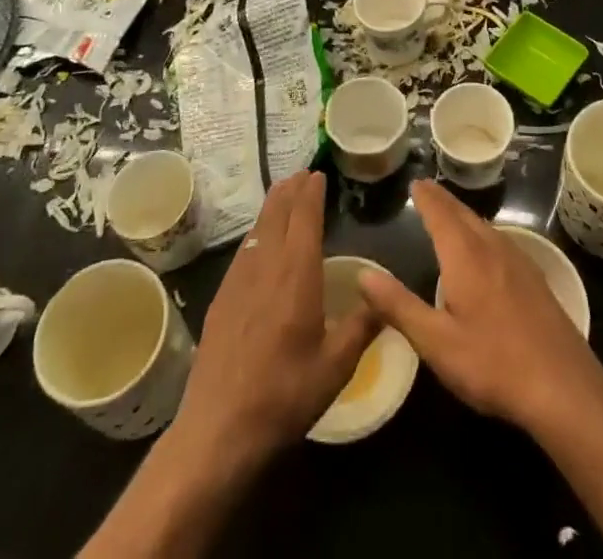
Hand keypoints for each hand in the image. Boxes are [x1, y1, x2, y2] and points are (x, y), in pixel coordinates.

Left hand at [170, 171, 377, 468]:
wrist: (218, 428)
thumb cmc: (284, 395)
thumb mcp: (336, 366)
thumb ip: (362, 326)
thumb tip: (384, 294)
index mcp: (296, 274)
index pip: (304, 217)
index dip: (311, 192)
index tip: (318, 174)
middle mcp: (266, 265)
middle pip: (278, 214)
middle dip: (291, 190)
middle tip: (302, 173)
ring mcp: (238, 280)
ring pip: (258, 229)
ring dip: (273, 207)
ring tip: (283, 194)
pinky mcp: (221, 299)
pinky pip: (244, 250)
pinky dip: (257, 232)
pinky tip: (259, 241)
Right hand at [358, 180, 602, 434]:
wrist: (563, 386)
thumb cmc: (493, 364)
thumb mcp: (437, 343)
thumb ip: (399, 306)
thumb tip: (364, 274)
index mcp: (465, 256)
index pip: (441, 214)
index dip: (426, 197)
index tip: (415, 182)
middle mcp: (492, 248)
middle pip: (464, 214)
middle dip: (443, 201)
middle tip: (427, 190)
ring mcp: (518, 261)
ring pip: (485, 226)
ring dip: (464, 215)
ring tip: (450, 214)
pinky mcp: (535, 280)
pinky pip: (500, 241)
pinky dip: (482, 232)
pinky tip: (486, 250)